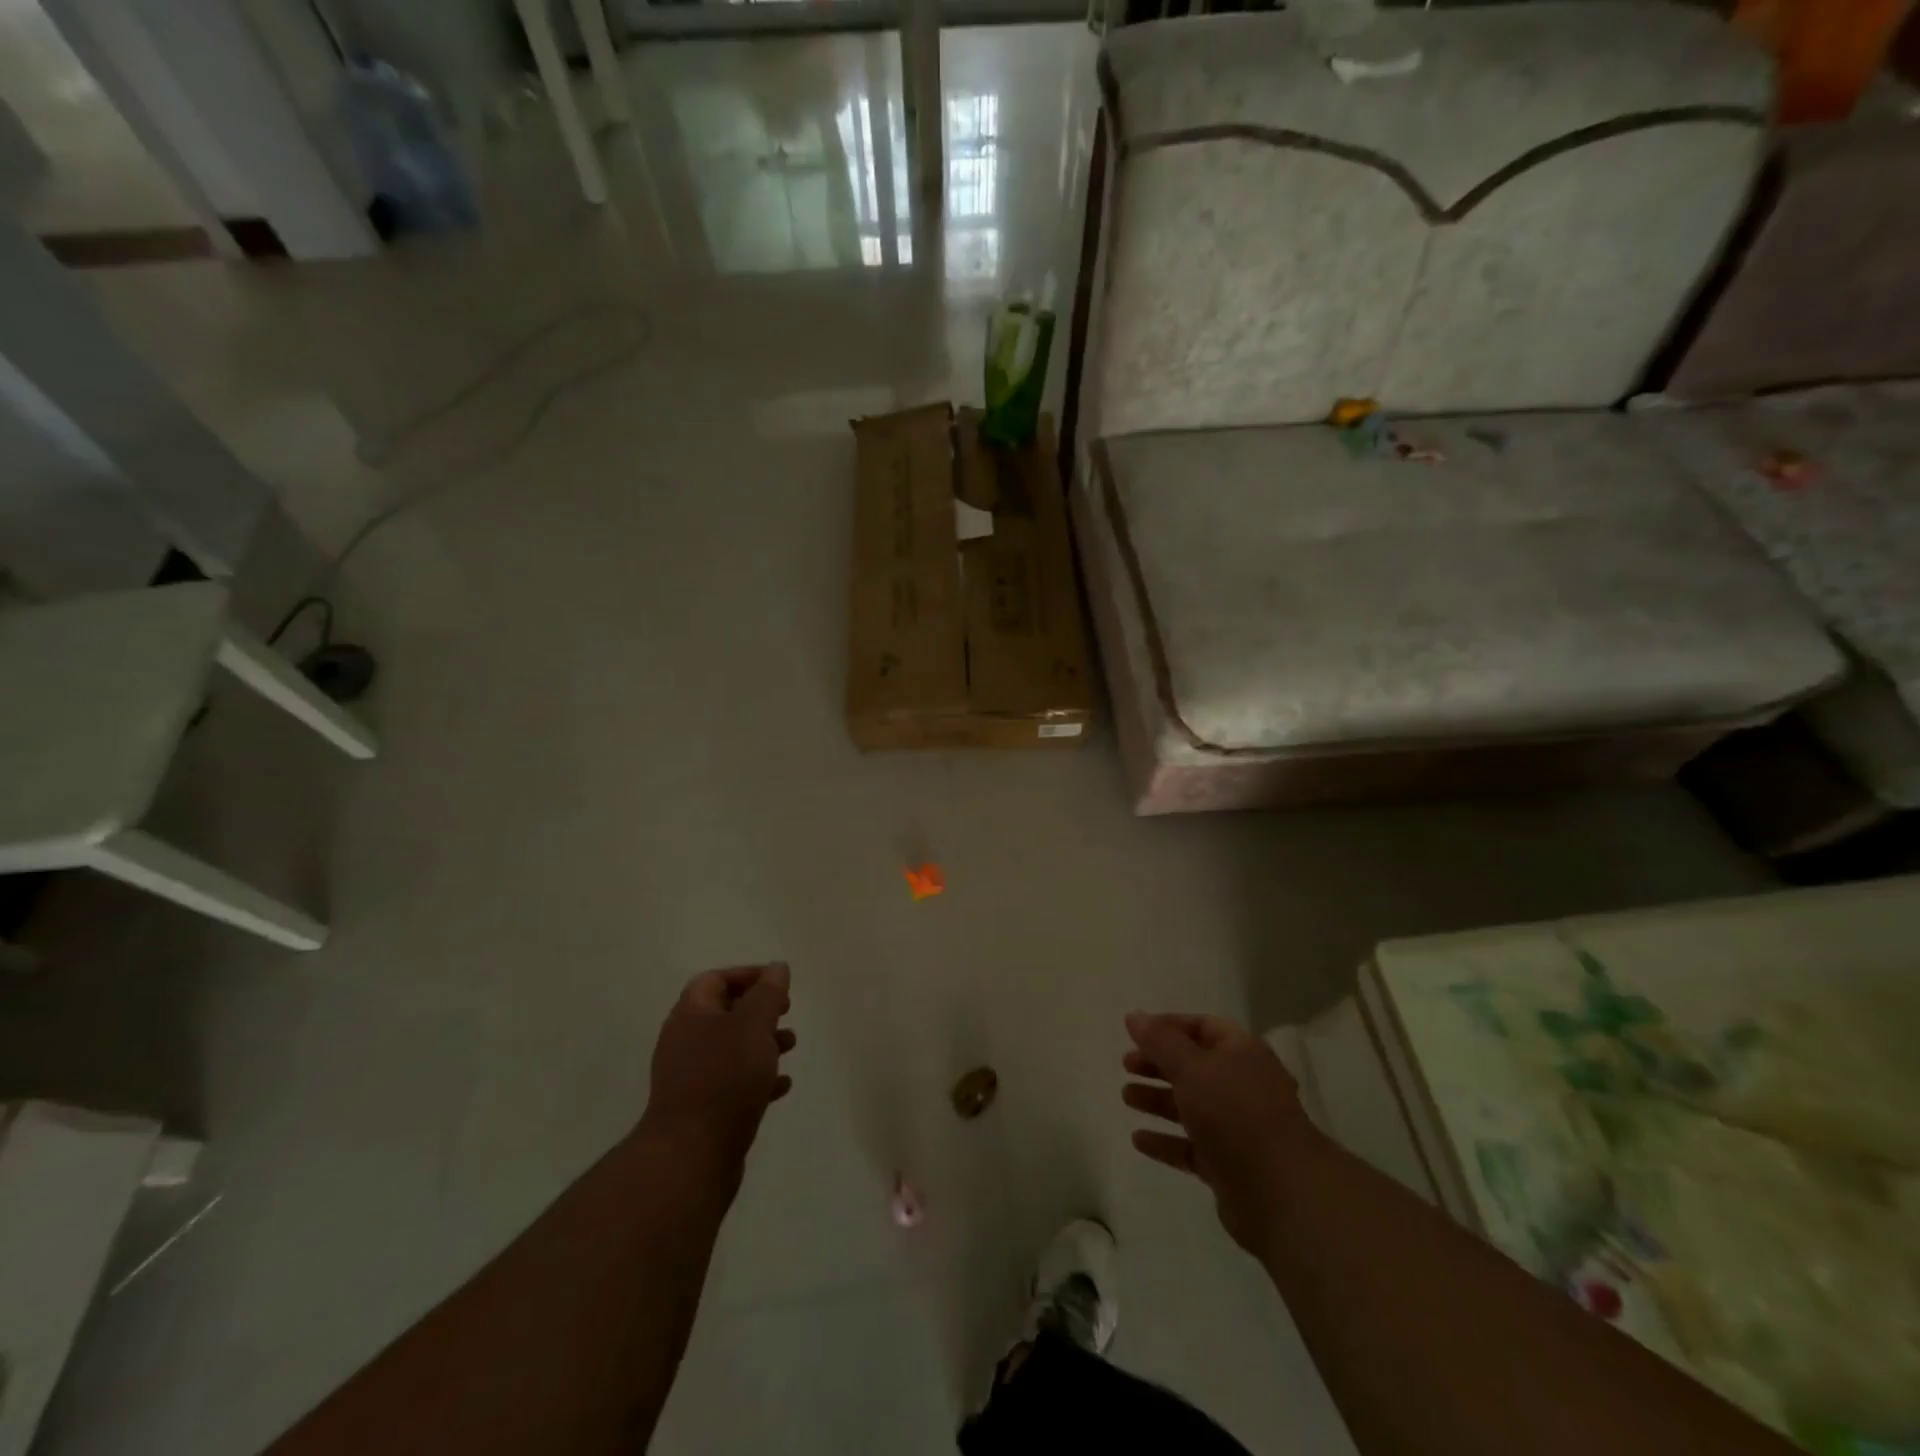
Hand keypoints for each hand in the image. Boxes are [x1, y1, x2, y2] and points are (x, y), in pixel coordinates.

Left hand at [641, 964, 795, 1182]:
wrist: (691, 1155)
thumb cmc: (725, 1077)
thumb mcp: (754, 1025)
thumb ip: (768, 993)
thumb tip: (777, 967)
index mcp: (691, 1014)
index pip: (716, 979)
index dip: (748, 975)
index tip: (780, 983)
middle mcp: (685, 1041)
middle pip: (724, 1013)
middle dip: (759, 1010)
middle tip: (787, 1012)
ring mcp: (690, 1077)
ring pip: (731, 1048)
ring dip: (762, 1042)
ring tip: (791, 1046)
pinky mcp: (701, 1108)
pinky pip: (732, 1081)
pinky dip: (757, 1076)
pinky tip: (781, 1085)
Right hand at [1122, 1011, 1315, 1255]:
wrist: (1281, 1193)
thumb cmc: (1235, 1113)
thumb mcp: (1192, 1067)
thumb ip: (1160, 1041)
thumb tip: (1134, 1016)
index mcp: (1242, 1053)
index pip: (1203, 1027)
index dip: (1168, 1026)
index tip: (1135, 1033)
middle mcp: (1242, 1086)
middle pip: (1194, 1066)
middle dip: (1159, 1064)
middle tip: (1126, 1065)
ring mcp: (1237, 1128)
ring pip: (1191, 1106)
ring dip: (1158, 1100)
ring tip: (1126, 1097)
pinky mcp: (1229, 1165)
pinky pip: (1190, 1147)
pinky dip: (1165, 1141)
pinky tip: (1138, 1140)